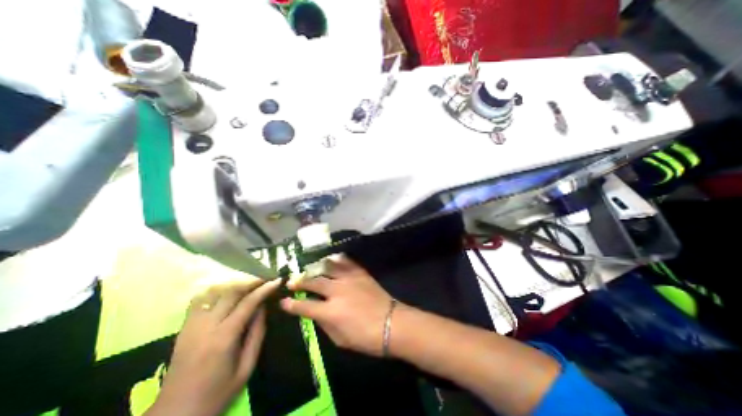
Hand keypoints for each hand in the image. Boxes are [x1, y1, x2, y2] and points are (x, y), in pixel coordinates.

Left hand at [148, 278, 283, 415]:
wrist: (175, 414)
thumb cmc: (217, 393)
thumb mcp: (246, 367)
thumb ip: (257, 334)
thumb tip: (263, 308)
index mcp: (224, 338)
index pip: (248, 303)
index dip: (264, 289)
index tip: (277, 281)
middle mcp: (206, 326)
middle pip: (231, 293)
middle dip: (251, 283)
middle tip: (265, 280)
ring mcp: (191, 326)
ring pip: (215, 292)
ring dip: (235, 286)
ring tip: (249, 286)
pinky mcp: (183, 329)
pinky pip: (199, 301)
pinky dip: (216, 292)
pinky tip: (226, 294)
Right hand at [277, 256, 393, 355]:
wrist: (392, 323)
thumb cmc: (366, 337)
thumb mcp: (340, 339)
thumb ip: (325, 324)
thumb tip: (316, 313)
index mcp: (331, 311)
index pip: (305, 305)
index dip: (292, 304)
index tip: (284, 301)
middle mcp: (337, 291)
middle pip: (314, 282)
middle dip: (300, 281)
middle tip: (292, 281)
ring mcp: (350, 279)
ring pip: (329, 267)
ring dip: (317, 267)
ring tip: (310, 267)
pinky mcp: (360, 273)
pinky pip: (347, 262)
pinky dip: (338, 259)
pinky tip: (332, 258)